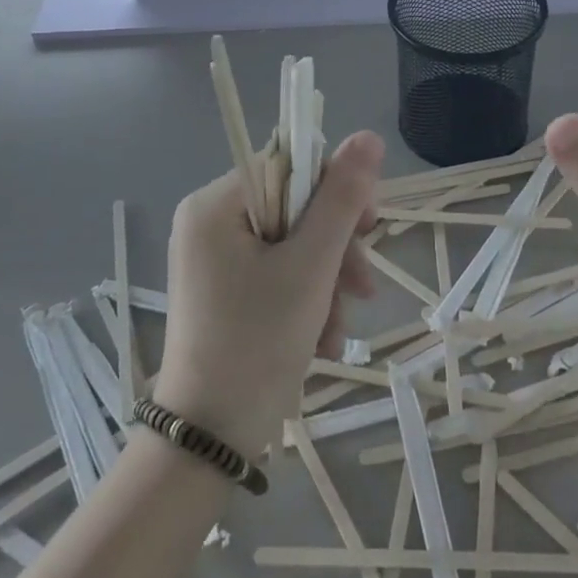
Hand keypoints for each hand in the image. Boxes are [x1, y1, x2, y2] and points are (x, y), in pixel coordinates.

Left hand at [150, 131, 381, 455]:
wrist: (209, 440)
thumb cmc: (258, 343)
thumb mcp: (311, 267)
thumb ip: (341, 199)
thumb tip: (368, 136)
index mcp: (216, 203)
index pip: (290, 165)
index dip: (335, 191)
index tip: (368, 229)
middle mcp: (208, 222)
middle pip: (293, 208)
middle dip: (334, 250)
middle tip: (362, 289)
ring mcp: (213, 259)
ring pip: (291, 245)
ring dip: (326, 283)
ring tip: (338, 332)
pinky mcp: (223, 290)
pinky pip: (276, 274)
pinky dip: (305, 301)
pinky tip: (321, 342)